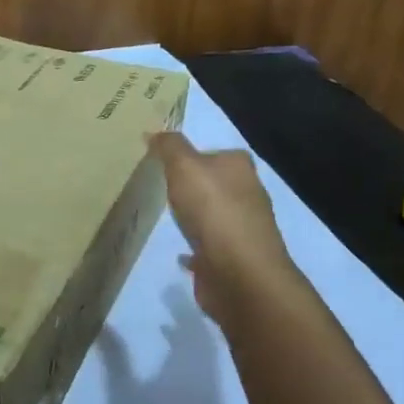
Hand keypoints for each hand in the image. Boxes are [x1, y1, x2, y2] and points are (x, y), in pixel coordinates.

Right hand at [149, 132, 295, 328]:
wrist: (237, 271)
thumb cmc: (212, 210)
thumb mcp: (184, 166)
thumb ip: (169, 147)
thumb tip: (155, 132)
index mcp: (240, 168)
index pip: (216, 153)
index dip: (193, 156)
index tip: (167, 163)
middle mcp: (248, 195)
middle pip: (217, 184)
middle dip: (195, 186)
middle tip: (163, 188)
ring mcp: (243, 229)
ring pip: (215, 215)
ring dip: (197, 216)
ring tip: (169, 218)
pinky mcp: (235, 258)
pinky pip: (210, 247)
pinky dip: (197, 247)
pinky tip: (181, 253)